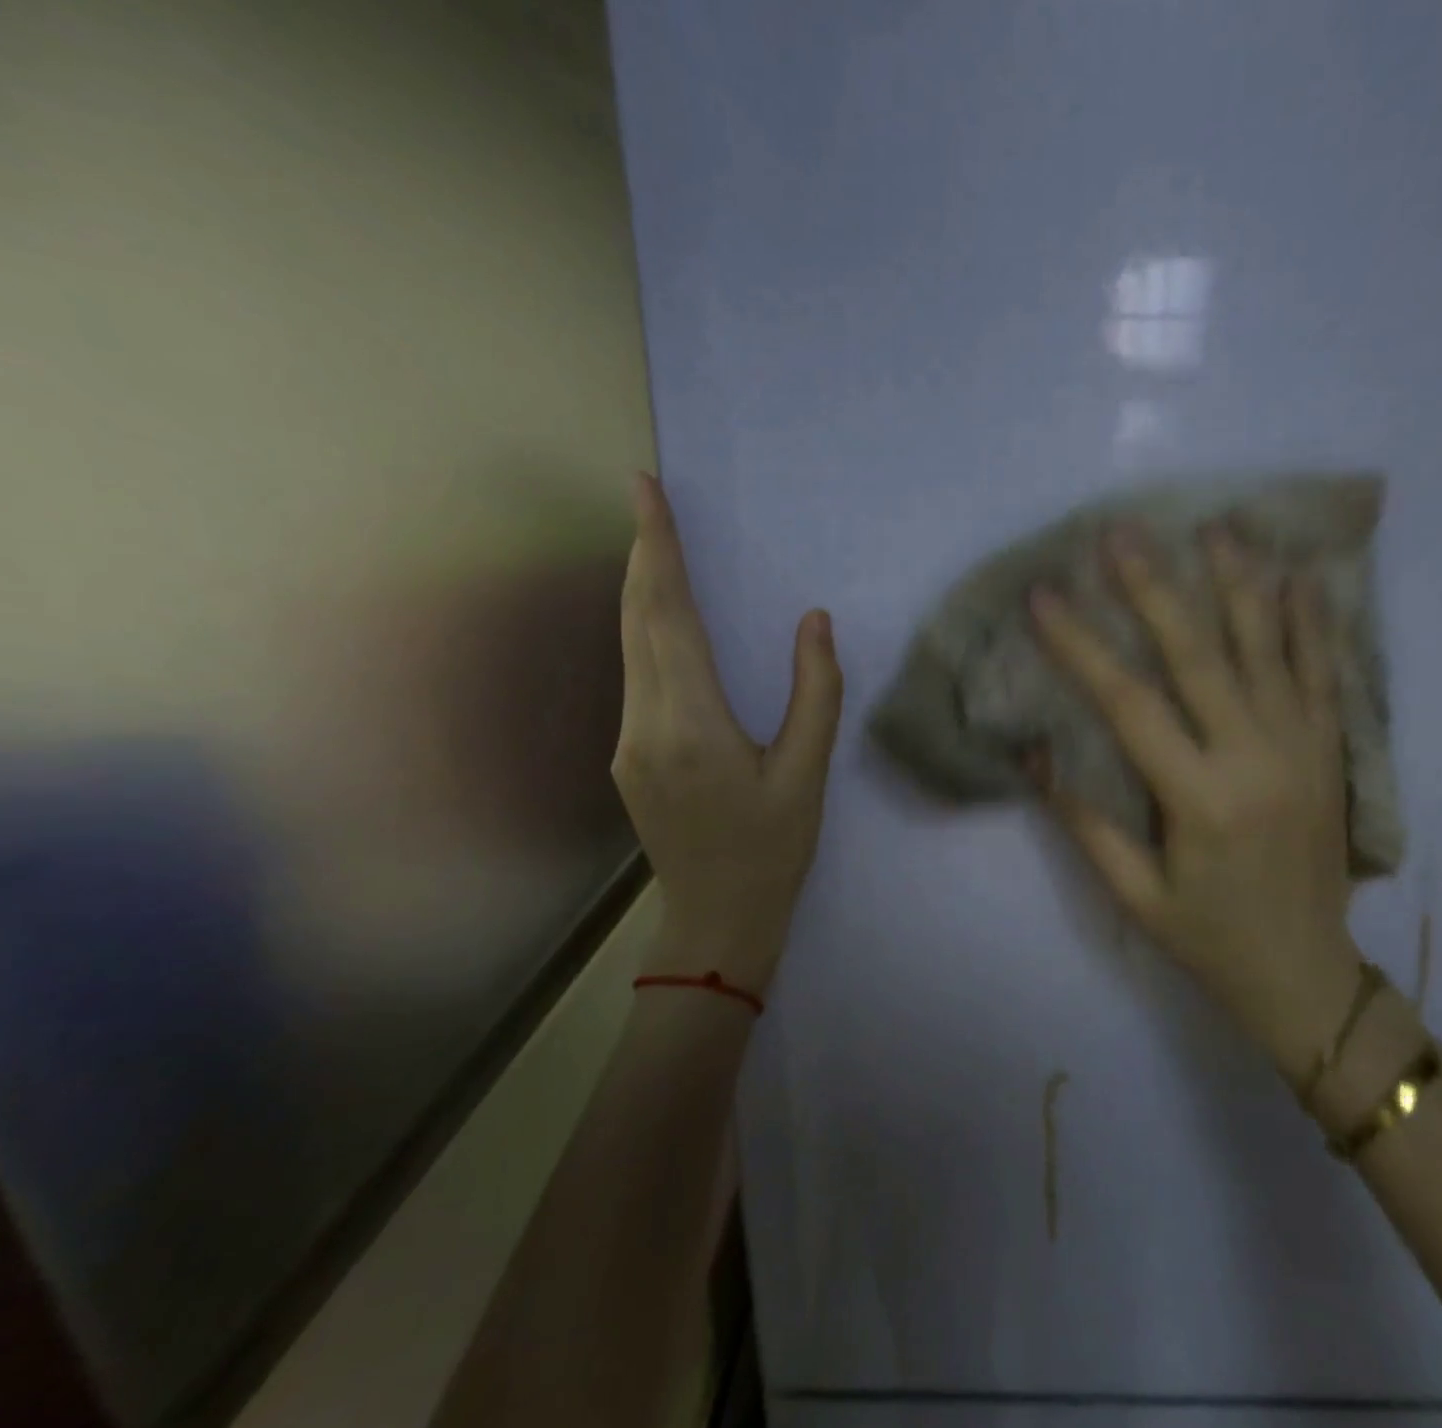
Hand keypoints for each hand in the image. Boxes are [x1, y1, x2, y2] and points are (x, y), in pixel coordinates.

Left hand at [613, 472, 843, 991]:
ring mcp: (627, 743)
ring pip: (628, 646)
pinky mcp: (627, 757)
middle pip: (636, 621)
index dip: (656, 549)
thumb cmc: (772, 850)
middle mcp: (644, 725)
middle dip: (641, 555)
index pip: (667, 616)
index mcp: (691, 725)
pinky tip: (662, 619)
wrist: (717, 920)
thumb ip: (814, 693)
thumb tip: (814, 621)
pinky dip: (645, 632)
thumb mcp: (807, 775)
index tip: (645, 491)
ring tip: (655, 544)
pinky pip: (634, 675)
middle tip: (646, 499)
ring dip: (641, 591)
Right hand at [1028, 522, 1358, 1071]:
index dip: (1080, 645)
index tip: (1044, 596)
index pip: (1128, 703)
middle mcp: (1256, 758)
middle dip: (1154, 588)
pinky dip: (1311, 622)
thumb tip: (1035, 754)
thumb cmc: (1208, 939)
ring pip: (1269, 648)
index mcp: (1199, 798)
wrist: (1309, 975)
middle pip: (1199, 655)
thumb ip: (1085, 822)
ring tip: (1215, 527)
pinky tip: (1299, 576)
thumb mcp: (1134, 894)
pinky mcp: (1332, 752)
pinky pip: (1325, 673)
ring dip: (1239, 583)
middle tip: (1120, 532)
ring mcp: (1303, 749)